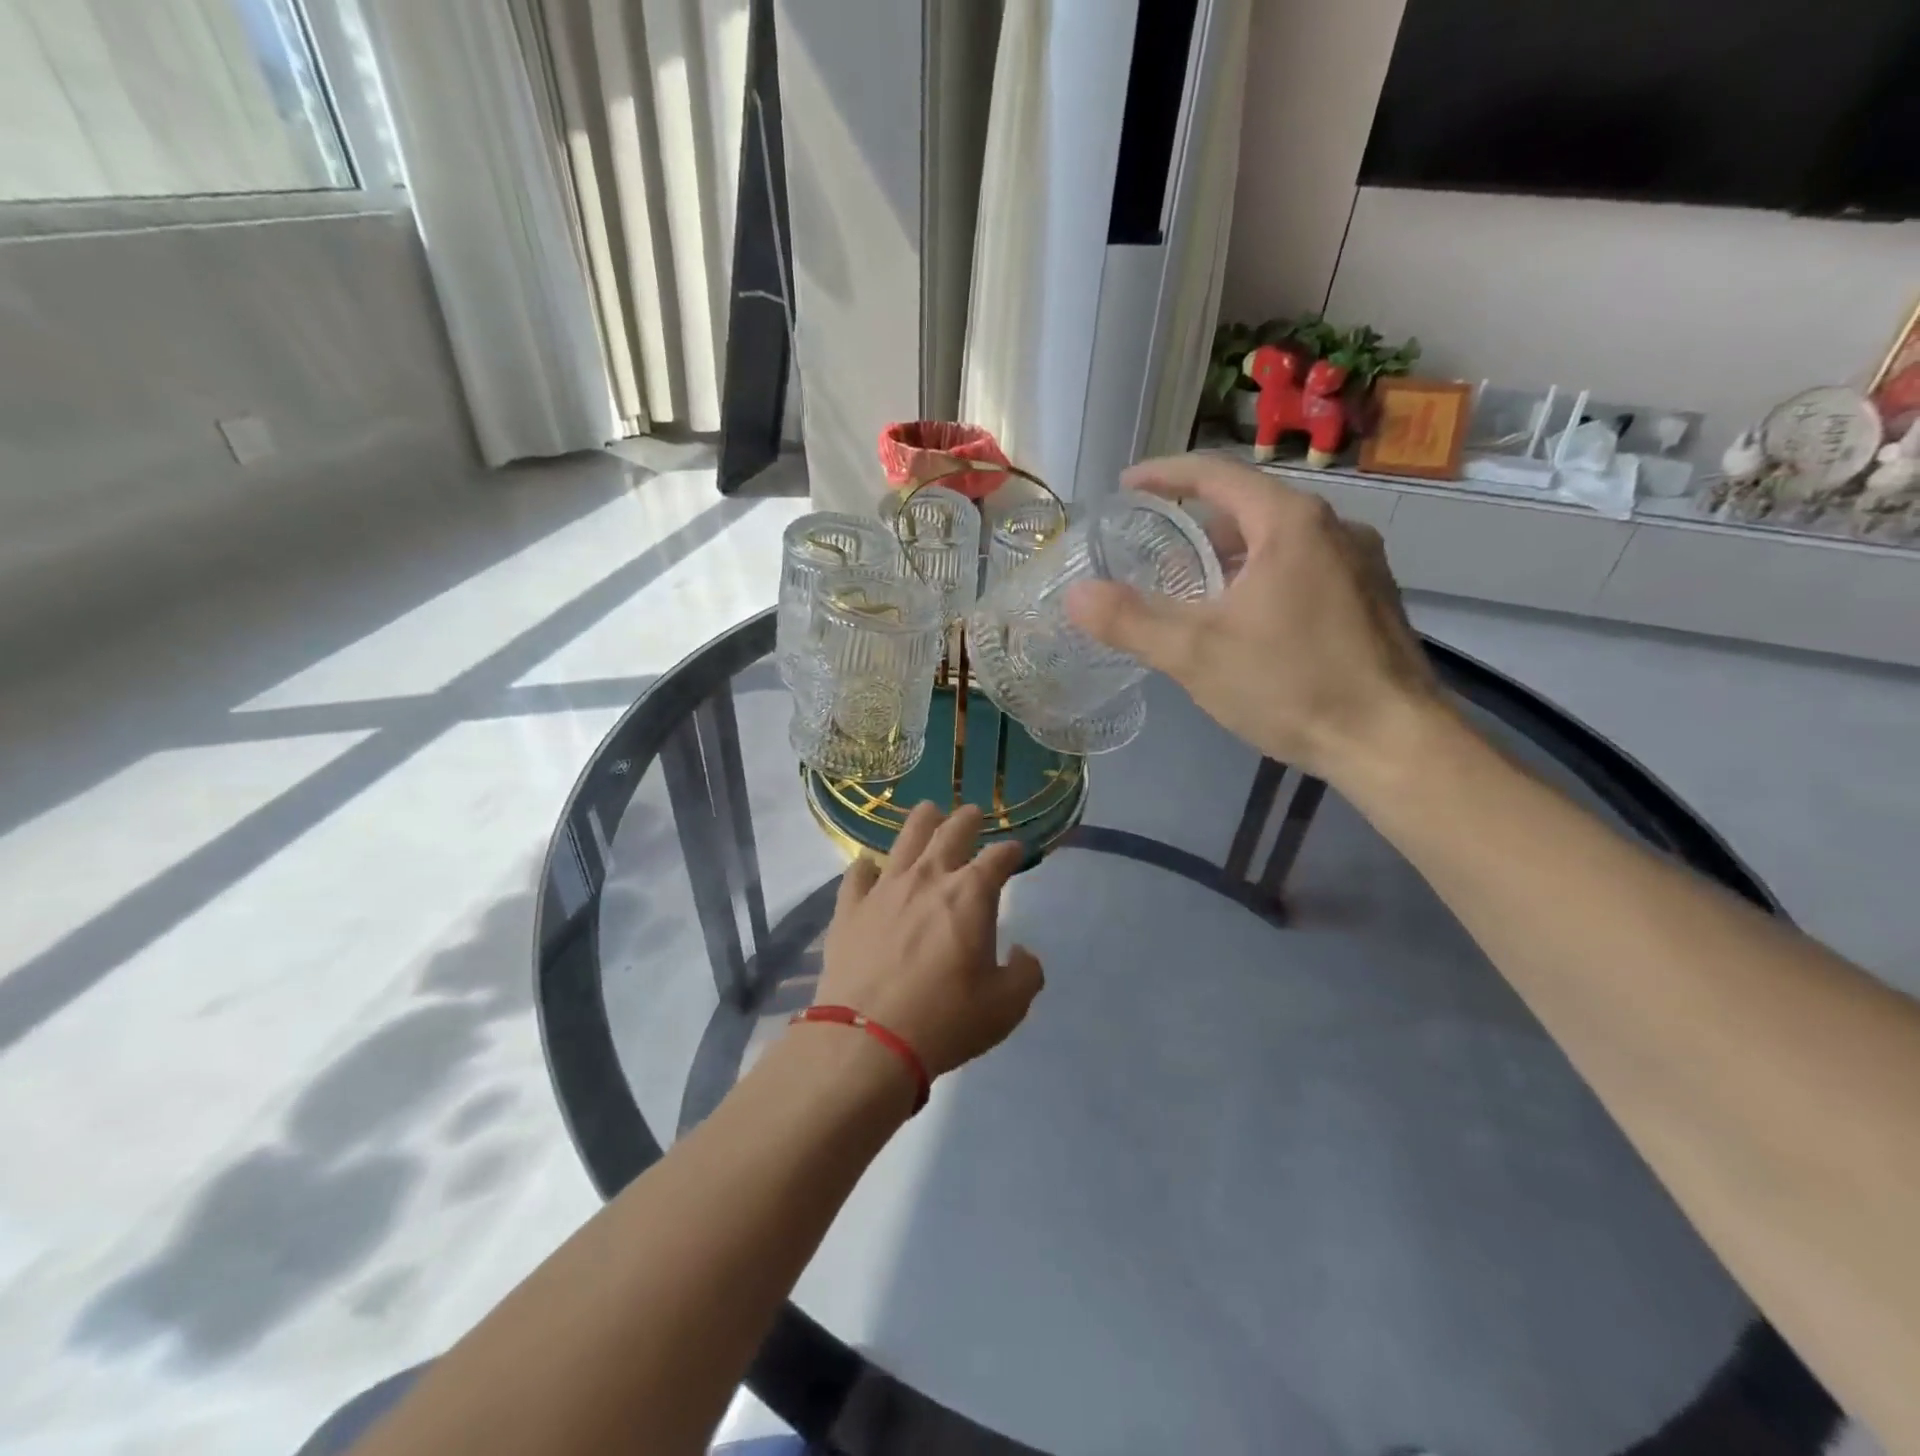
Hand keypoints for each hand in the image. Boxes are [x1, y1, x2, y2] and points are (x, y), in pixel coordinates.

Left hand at [816, 803, 1043, 1078]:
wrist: (868, 1040)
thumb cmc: (946, 1019)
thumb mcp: (1006, 1007)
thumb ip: (1025, 974)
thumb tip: (1023, 953)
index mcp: (970, 894)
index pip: (998, 858)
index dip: (1010, 851)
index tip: (1015, 850)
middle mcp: (928, 878)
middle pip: (951, 832)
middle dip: (967, 819)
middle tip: (972, 813)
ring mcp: (884, 889)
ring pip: (904, 839)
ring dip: (921, 821)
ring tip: (928, 811)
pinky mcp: (850, 908)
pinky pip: (857, 874)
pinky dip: (866, 866)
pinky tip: (868, 865)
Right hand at [1066, 453, 1443, 786]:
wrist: (1392, 742)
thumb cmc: (1292, 685)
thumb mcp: (1196, 654)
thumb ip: (1130, 621)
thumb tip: (1075, 596)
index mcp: (1290, 524)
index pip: (1217, 474)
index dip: (1165, 474)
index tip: (1127, 484)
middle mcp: (1333, 528)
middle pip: (1249, 507)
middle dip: (1196, 523)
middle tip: (1154, 550)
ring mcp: (1361, 564)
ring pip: (1278, 541)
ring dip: (1230, 556)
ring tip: (1191, 590)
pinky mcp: (1371, 599)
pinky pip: (1304, 569)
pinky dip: (1262, 577)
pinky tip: (1246, 622)